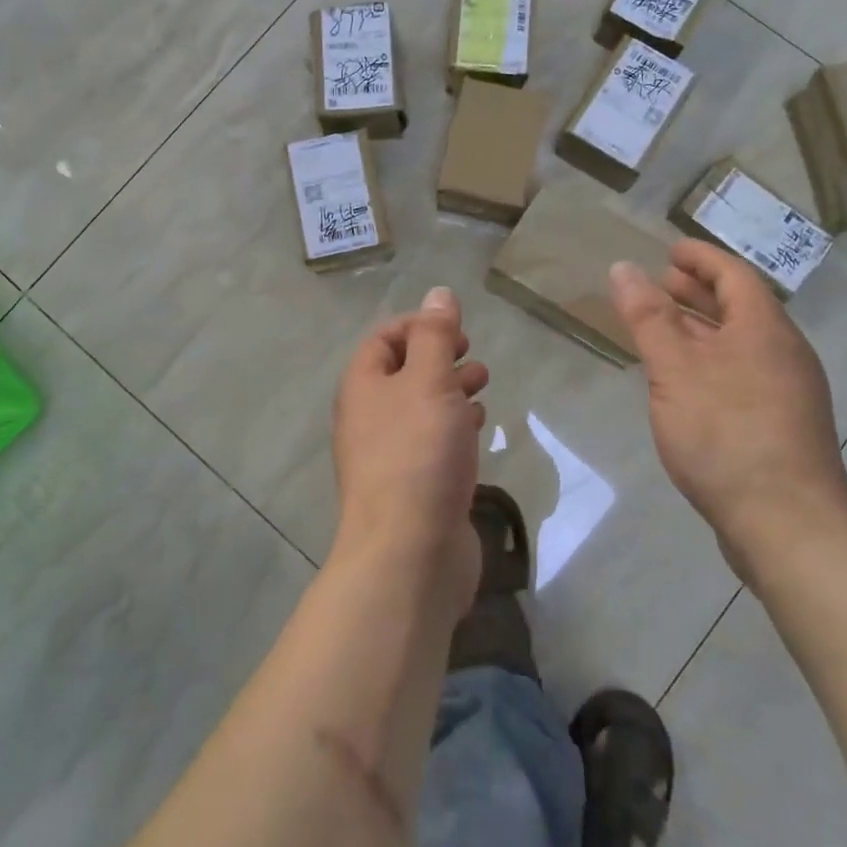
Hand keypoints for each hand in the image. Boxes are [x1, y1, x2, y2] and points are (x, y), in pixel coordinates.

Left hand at [331, 286, 489, 621]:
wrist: (409, 552)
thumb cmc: (419, 453)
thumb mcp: (430, 381)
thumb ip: (435, 336)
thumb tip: (438, 294)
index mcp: (364, 386)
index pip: (384, 338)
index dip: (419, 325)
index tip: (458, 329)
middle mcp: (369, 417)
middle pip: (403, 372)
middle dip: (439, 357)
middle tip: (474, 356)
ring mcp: (389, 455)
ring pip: (420, 408)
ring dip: (450, 390)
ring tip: (483, 385)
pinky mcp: (412, 486)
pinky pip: (431, 442)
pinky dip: (454, 426)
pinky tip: (478, 429)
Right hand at [609, 241, 846, 584]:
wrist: (788, 526)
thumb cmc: (726, 434)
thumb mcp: (675, 370)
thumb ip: (648, 317)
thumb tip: (625, 268)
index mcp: (764, 329)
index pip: (733, 274)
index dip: (700, 257)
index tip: (668, 250)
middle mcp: (783, 352)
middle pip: (740, 307)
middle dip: (698, 291)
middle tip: (660, 284)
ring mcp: (788, 391)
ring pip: (741, 343)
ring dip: (702, 328)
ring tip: (664, 329)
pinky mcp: (782, 425)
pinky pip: (743, 373)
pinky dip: (711, 361)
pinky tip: (685, 383)